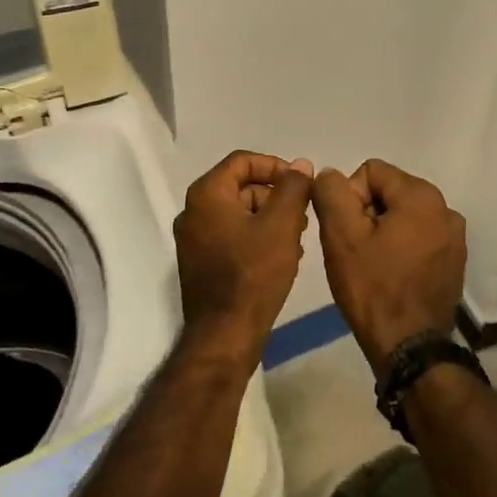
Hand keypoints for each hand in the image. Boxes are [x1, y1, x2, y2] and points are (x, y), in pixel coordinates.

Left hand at [173, 151, 314, 371]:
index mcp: (206, 194)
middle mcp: (192, 211)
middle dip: (275, 196)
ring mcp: (193, 239)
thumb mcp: (282, 225)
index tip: (302, 184)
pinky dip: (255, 237)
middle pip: (240, 187)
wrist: (225, 335)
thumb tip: (300, 165)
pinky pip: (230, 236)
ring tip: (297, 239)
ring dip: (269, 219)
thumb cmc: (254, 273)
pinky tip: (280, 257)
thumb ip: (293, 188)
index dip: (275, 166)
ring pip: (238, 213)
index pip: (242, 161)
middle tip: (303, 216)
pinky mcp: (199, 263)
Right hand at [312, 159, 466, 376]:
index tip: (346, 232)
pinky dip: (401, 246)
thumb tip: (330, 174)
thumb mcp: (340, 236)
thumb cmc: (373, 289)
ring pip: (403, 214)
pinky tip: (391, 274)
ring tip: (372, 264)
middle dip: (367, 213)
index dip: (350, 197)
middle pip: (389, 191)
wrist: (410, 349)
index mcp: (422, 196)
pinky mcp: (454, 260)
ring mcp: (454, 236)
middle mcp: (445, 209)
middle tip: (355, 249)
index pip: (371, 172)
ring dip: (383, 231)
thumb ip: (331, 193)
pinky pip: (418, 236)